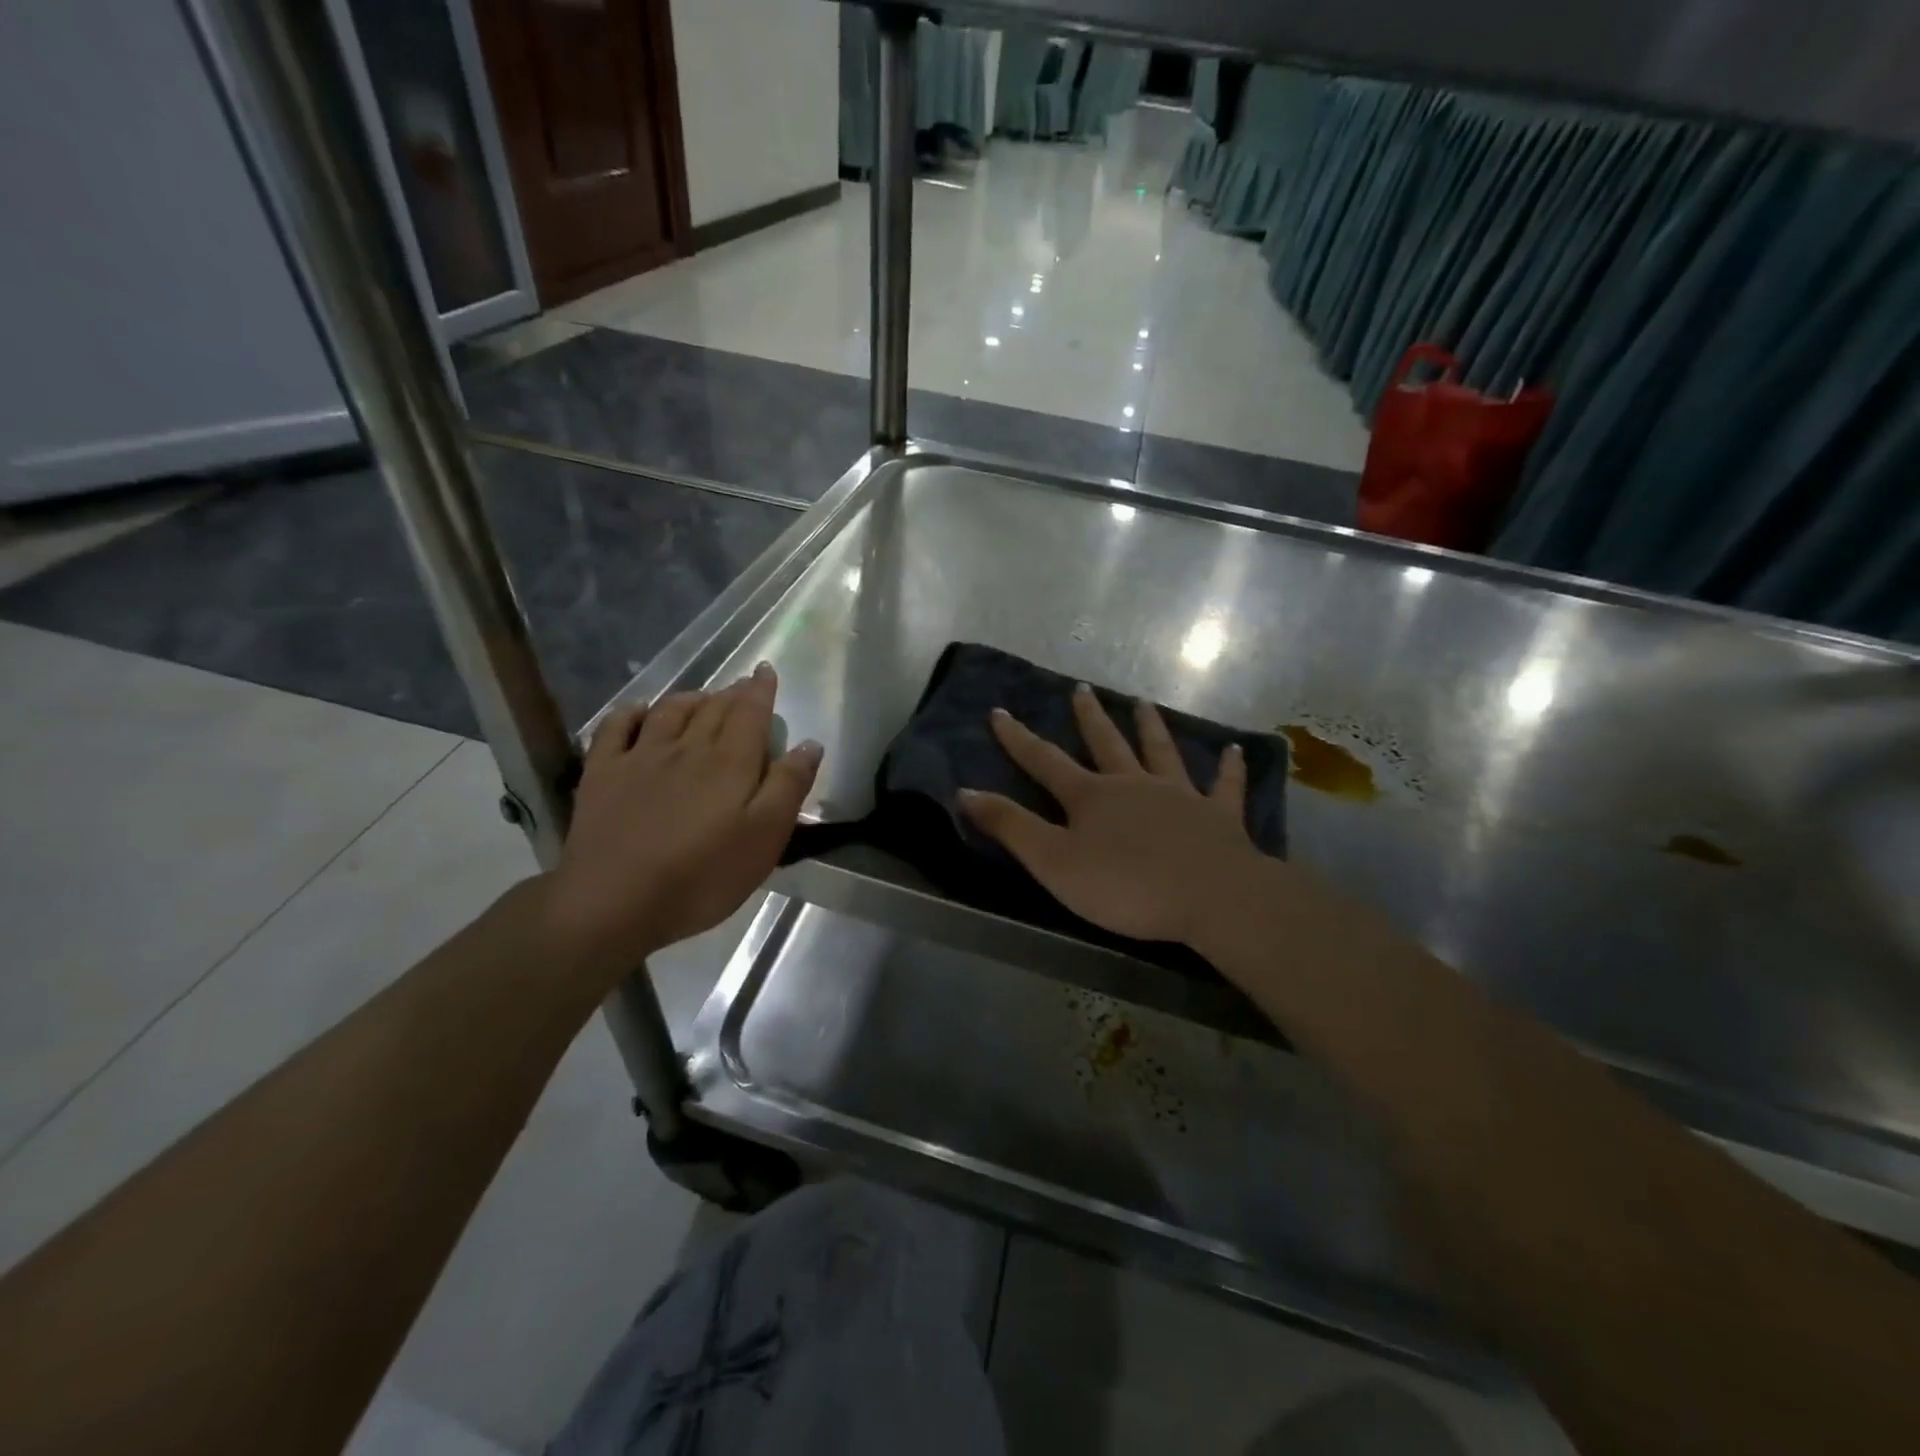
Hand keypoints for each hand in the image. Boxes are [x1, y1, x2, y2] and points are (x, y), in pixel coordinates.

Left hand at [539, 662, 820, 978]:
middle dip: (732, 693)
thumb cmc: (703, 875)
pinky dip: (632, 712)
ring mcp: (640, 756)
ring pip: (669, 710)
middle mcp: (687, 747)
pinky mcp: (602, 773)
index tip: (766, 672)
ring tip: (702, 697)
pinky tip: (640, 712)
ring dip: (691, 698)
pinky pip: (616, 727)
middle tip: (742, 687)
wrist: (615, 901)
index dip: (761, 690)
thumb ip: (788, 787)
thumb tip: (809, 744)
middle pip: (713, 708)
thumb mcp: (765, 838)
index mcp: (730, 762)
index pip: (750, 712)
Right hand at [960, 685, 1264, 945]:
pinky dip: (1229, 768)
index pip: (1045, 761)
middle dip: (1089, 717)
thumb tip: (964, 792)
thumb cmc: (1124, 885)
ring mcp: (1179, 796)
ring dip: (1150, 727)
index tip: (999, 712)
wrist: (1210, 897)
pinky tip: (1235, 750)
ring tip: (1143, 703)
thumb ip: (1011, 826)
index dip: (1019, 739)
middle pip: (1106, 744)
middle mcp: (1133, 784)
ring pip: (1161, 753)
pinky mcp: (1218, 817)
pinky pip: (1225, 787)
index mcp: (1091, 796)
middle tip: (1081, 688)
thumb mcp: (1053, 862)